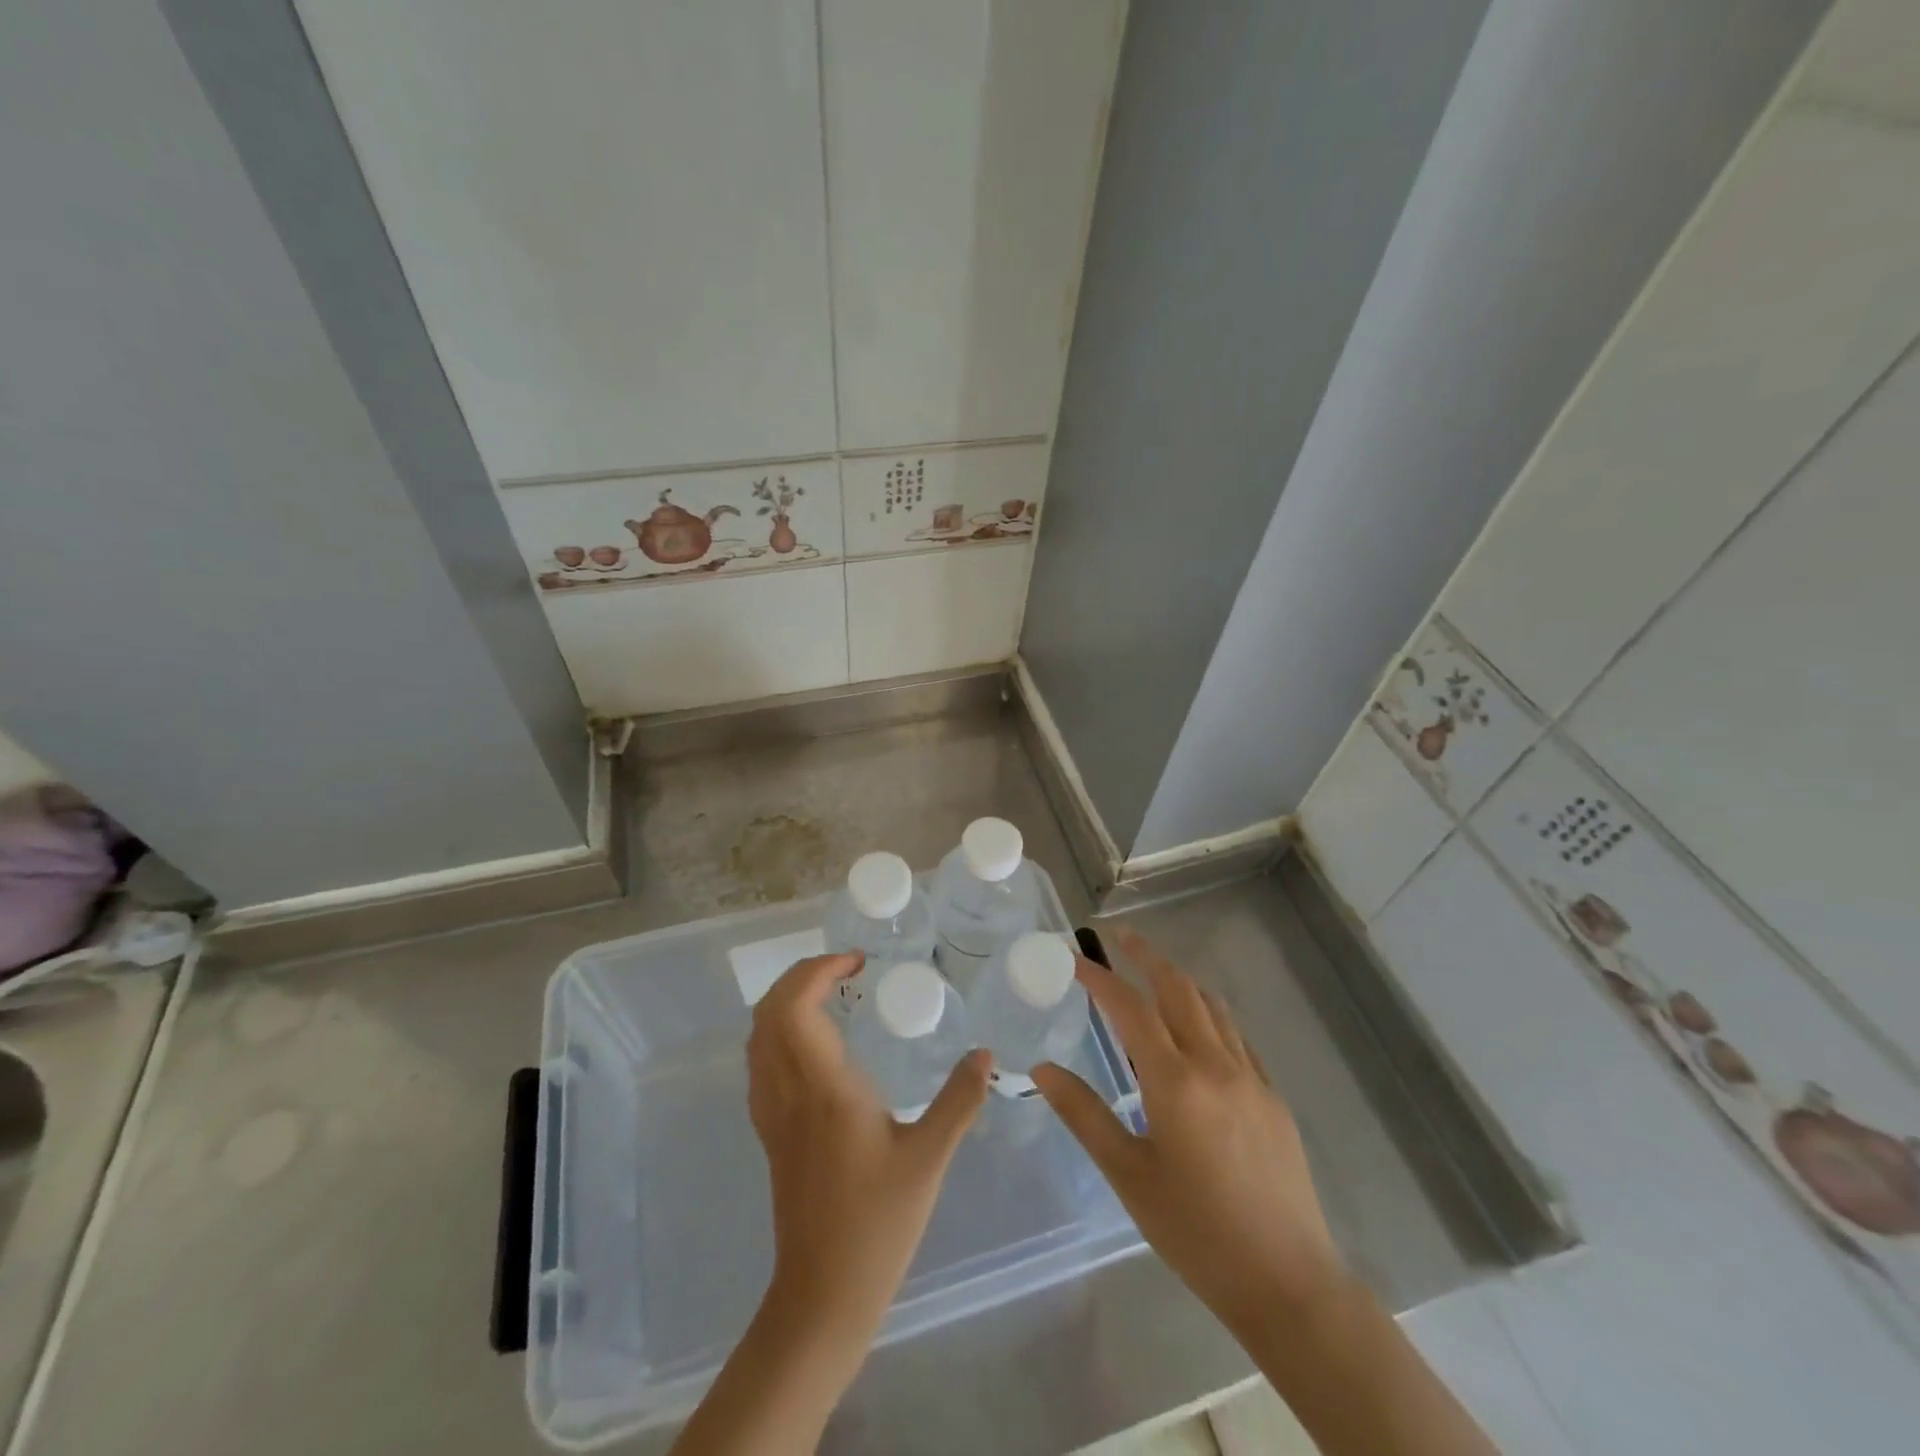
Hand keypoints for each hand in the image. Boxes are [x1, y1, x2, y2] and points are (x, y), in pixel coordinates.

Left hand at [747, 952, 989, 1350]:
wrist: (822, 1294)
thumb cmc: (877, 1223)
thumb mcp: (929, 1158)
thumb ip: (959, 1100)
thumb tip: (986, 1053)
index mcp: (823, 1087)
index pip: (796, 1006)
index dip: (819, 970)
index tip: (858, 963)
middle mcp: (787, 1090)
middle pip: (770, 1011)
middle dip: (801, 975)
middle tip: (846, 969)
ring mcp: (771, 1111)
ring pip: (759, 1034)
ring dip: (787, 999)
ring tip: (831, 993)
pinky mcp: (768, 1131)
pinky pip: (760, 1060)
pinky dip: (779, 1029)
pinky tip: (814, 1041)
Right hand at [1033, 926, 1346, 1338]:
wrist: (1287, 1282)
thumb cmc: (1196, 1232)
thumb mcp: (1129, 1175)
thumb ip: (1084, 1115)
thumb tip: (1042, 1069)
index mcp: (1175, 1081)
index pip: (1130, 1009)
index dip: (1100, 977)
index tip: (1075, 957)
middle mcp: (1215, 1065)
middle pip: (1178, 989)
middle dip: (1146, 956)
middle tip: (1120, 936)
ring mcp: (1251, 1078)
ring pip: (1212, 1007)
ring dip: (1180, 980)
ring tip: (1154, 970)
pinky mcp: (1273, 1097)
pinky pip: (1237, 1037)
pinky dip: (1210, 1014)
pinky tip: (1200, 1028)